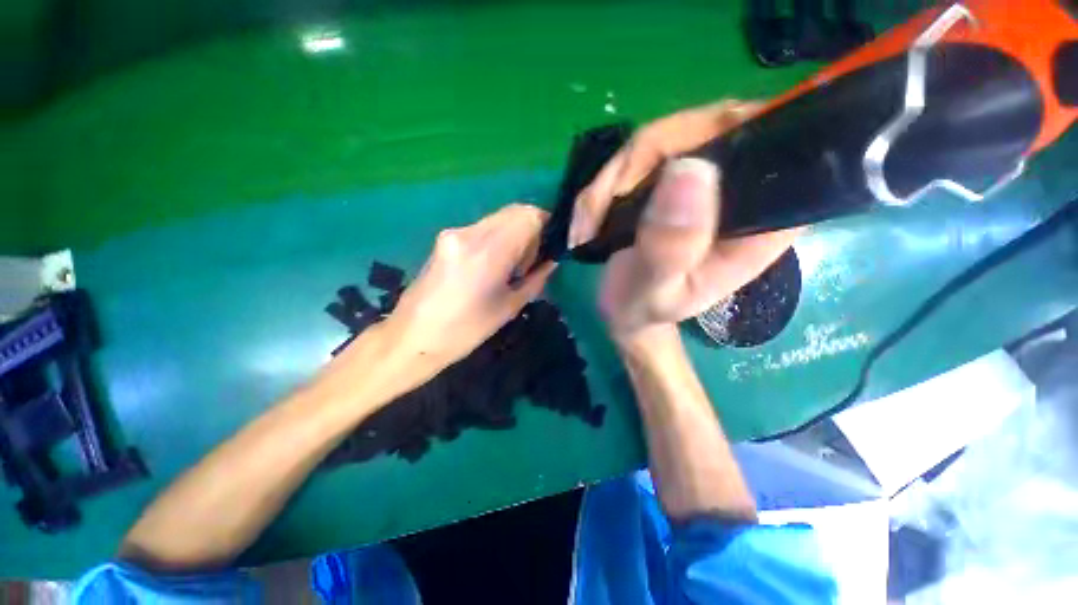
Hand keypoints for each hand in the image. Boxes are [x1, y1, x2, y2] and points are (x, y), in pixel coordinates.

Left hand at [384, 203, 555, 376]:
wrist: (413, 336)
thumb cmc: (465, 330)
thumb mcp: (509, 307)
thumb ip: (536, 279)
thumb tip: (551, 261)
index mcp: (488, 252)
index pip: (528, 216)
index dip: (546, 225)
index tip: (550, 247)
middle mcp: (470, 232)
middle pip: (514, 211)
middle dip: (532, 229)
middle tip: (532, 260)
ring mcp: (455, 232)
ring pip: (499, 218)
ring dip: (515, 234)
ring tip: (513, 266)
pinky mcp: (445, 237)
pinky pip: (483, 227)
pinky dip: (498, 237)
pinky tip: (494, 264)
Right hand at [568, 100, 802, 340]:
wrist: (623, 309)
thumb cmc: (644, 308)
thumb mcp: (656, 290)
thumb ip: (672, 246)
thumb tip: (689, 169)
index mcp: (760, 220)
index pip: (760, 143)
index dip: (702, 140)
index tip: (638, 186)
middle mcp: (741, 190)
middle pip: (701, 129)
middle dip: (634, 166)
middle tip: (597, 213)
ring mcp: (704, 179)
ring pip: (660, 140)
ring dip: (608, 183)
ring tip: (586, 227)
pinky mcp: (672, 178)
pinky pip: (636, 156)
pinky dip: (603, 187)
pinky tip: (588, 220)